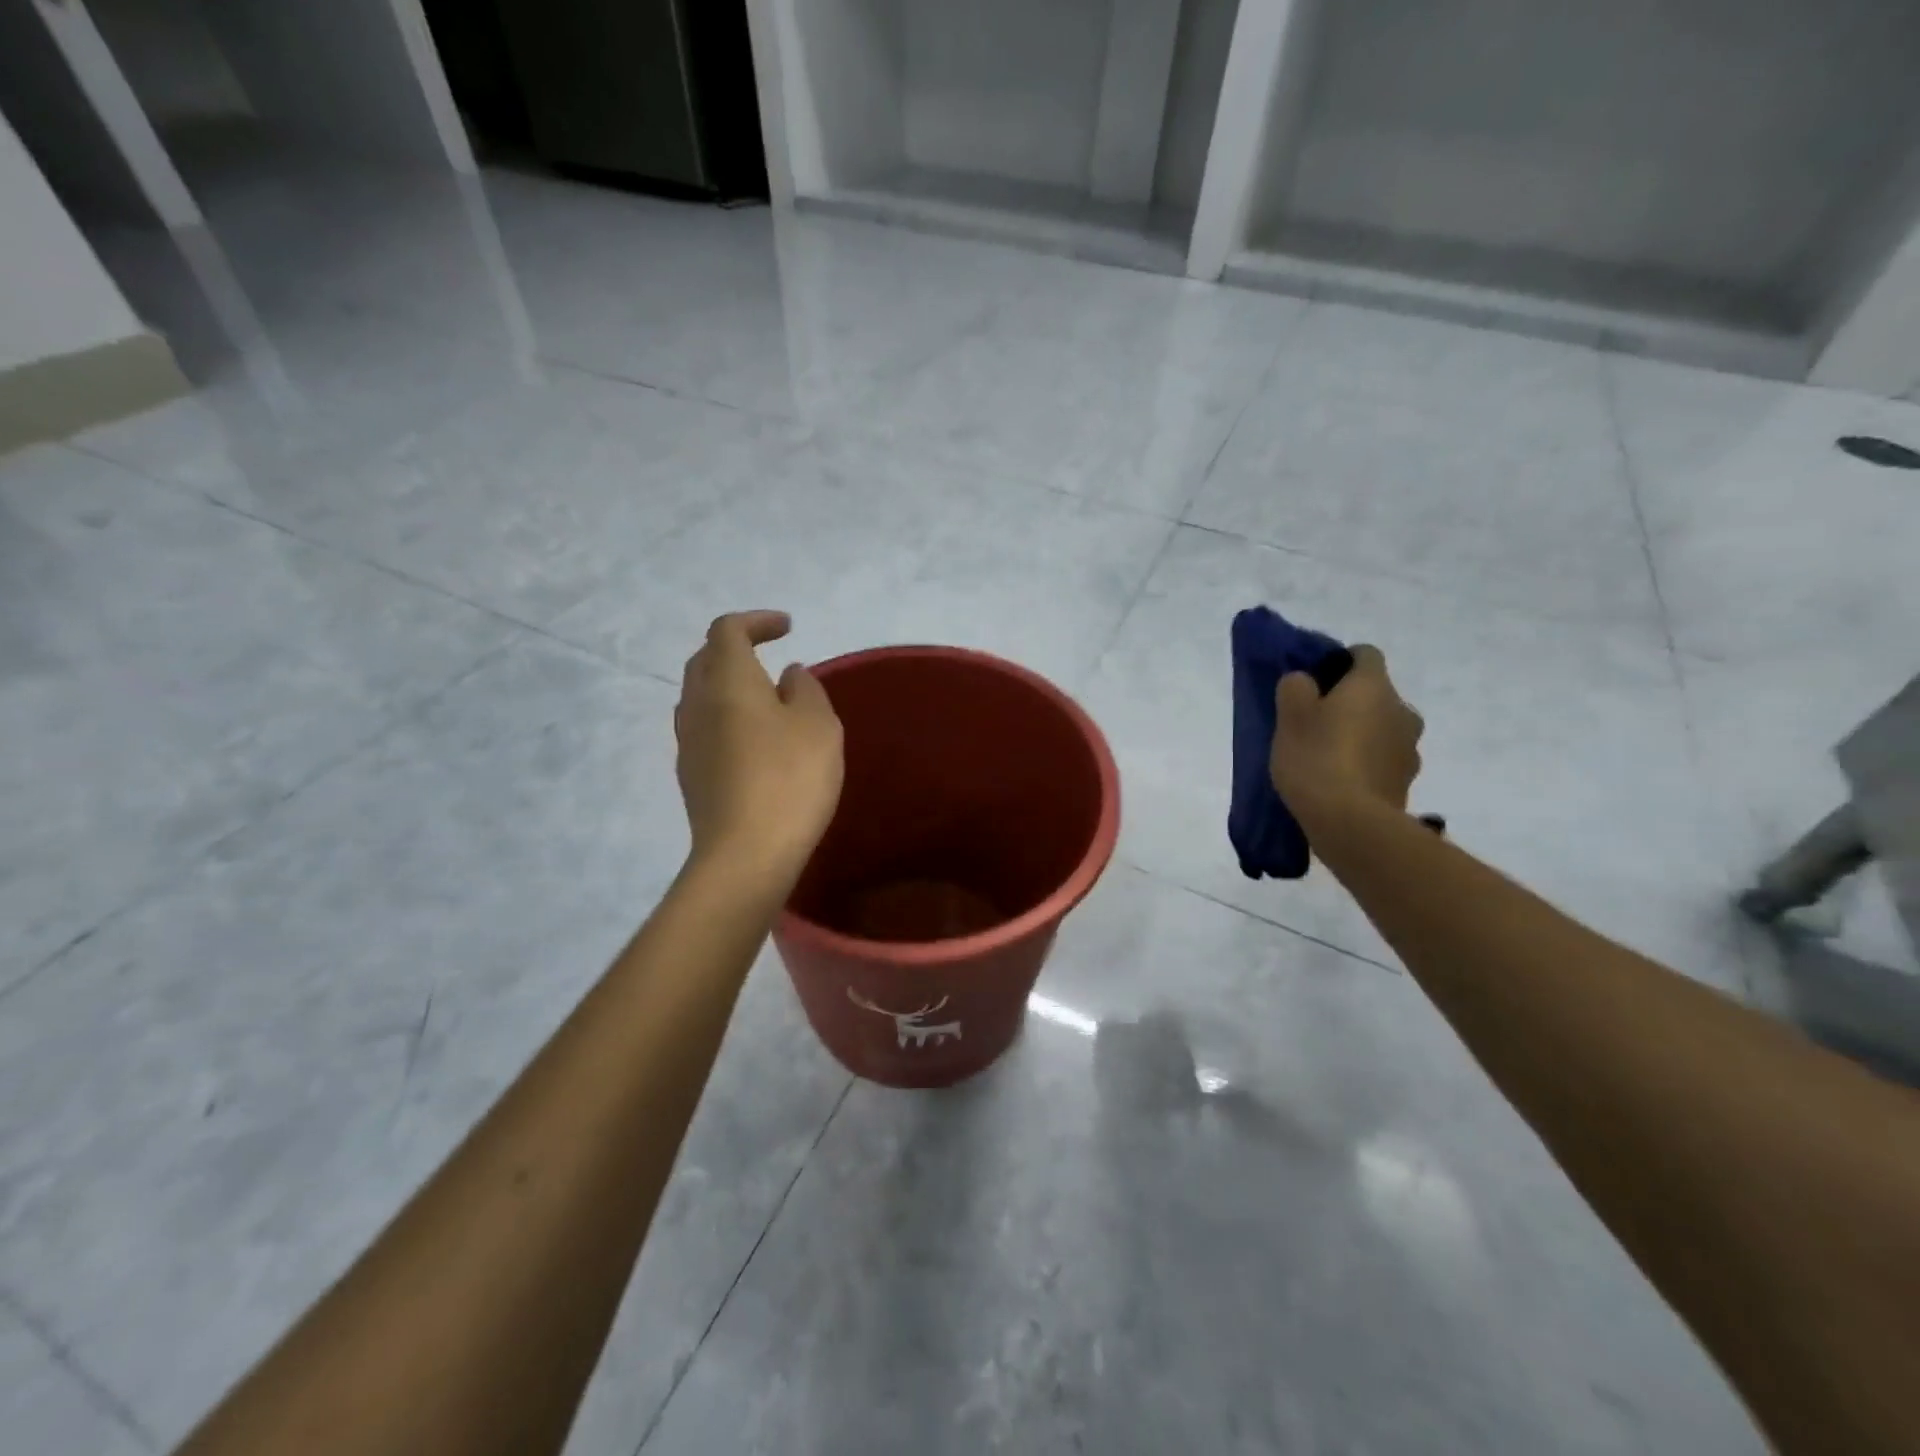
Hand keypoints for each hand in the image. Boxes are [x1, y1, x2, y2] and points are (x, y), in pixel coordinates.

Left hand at [676, 611, 843, 882]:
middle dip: (736, 648)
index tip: (787, 628)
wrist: (746, 854)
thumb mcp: (818, 725)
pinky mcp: (690, 775)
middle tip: (770, 656)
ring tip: (764, 698)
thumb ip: (806, 689)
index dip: (756, 621)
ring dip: (728, 685)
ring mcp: (687, 741)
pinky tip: (753, 740)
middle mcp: (697, 703)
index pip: (727, 630)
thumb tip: (789, 675)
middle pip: (706, 659)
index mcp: (728, 680)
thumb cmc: (790, 778)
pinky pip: (704, 728)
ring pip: (700, 695)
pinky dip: (726, 717)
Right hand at [1270, 645, 1423, 822]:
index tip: (1315, 681)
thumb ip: (1295, 687)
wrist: (1350, 823)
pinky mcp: (1406, 782)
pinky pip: (1383, 761)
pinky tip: (1341, 782)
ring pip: (1382, 729)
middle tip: (1315, 723)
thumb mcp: (1290, 716)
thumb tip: (1305, 681)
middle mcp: (1402, 710)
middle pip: (1375, 695)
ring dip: (1361, 735)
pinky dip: (1366, 764)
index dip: (1340, 662)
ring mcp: (1409, 748)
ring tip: (1327, 757)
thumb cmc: (1316, 758)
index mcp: (1374, 686)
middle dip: (1350, 703)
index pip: (1365, 654)